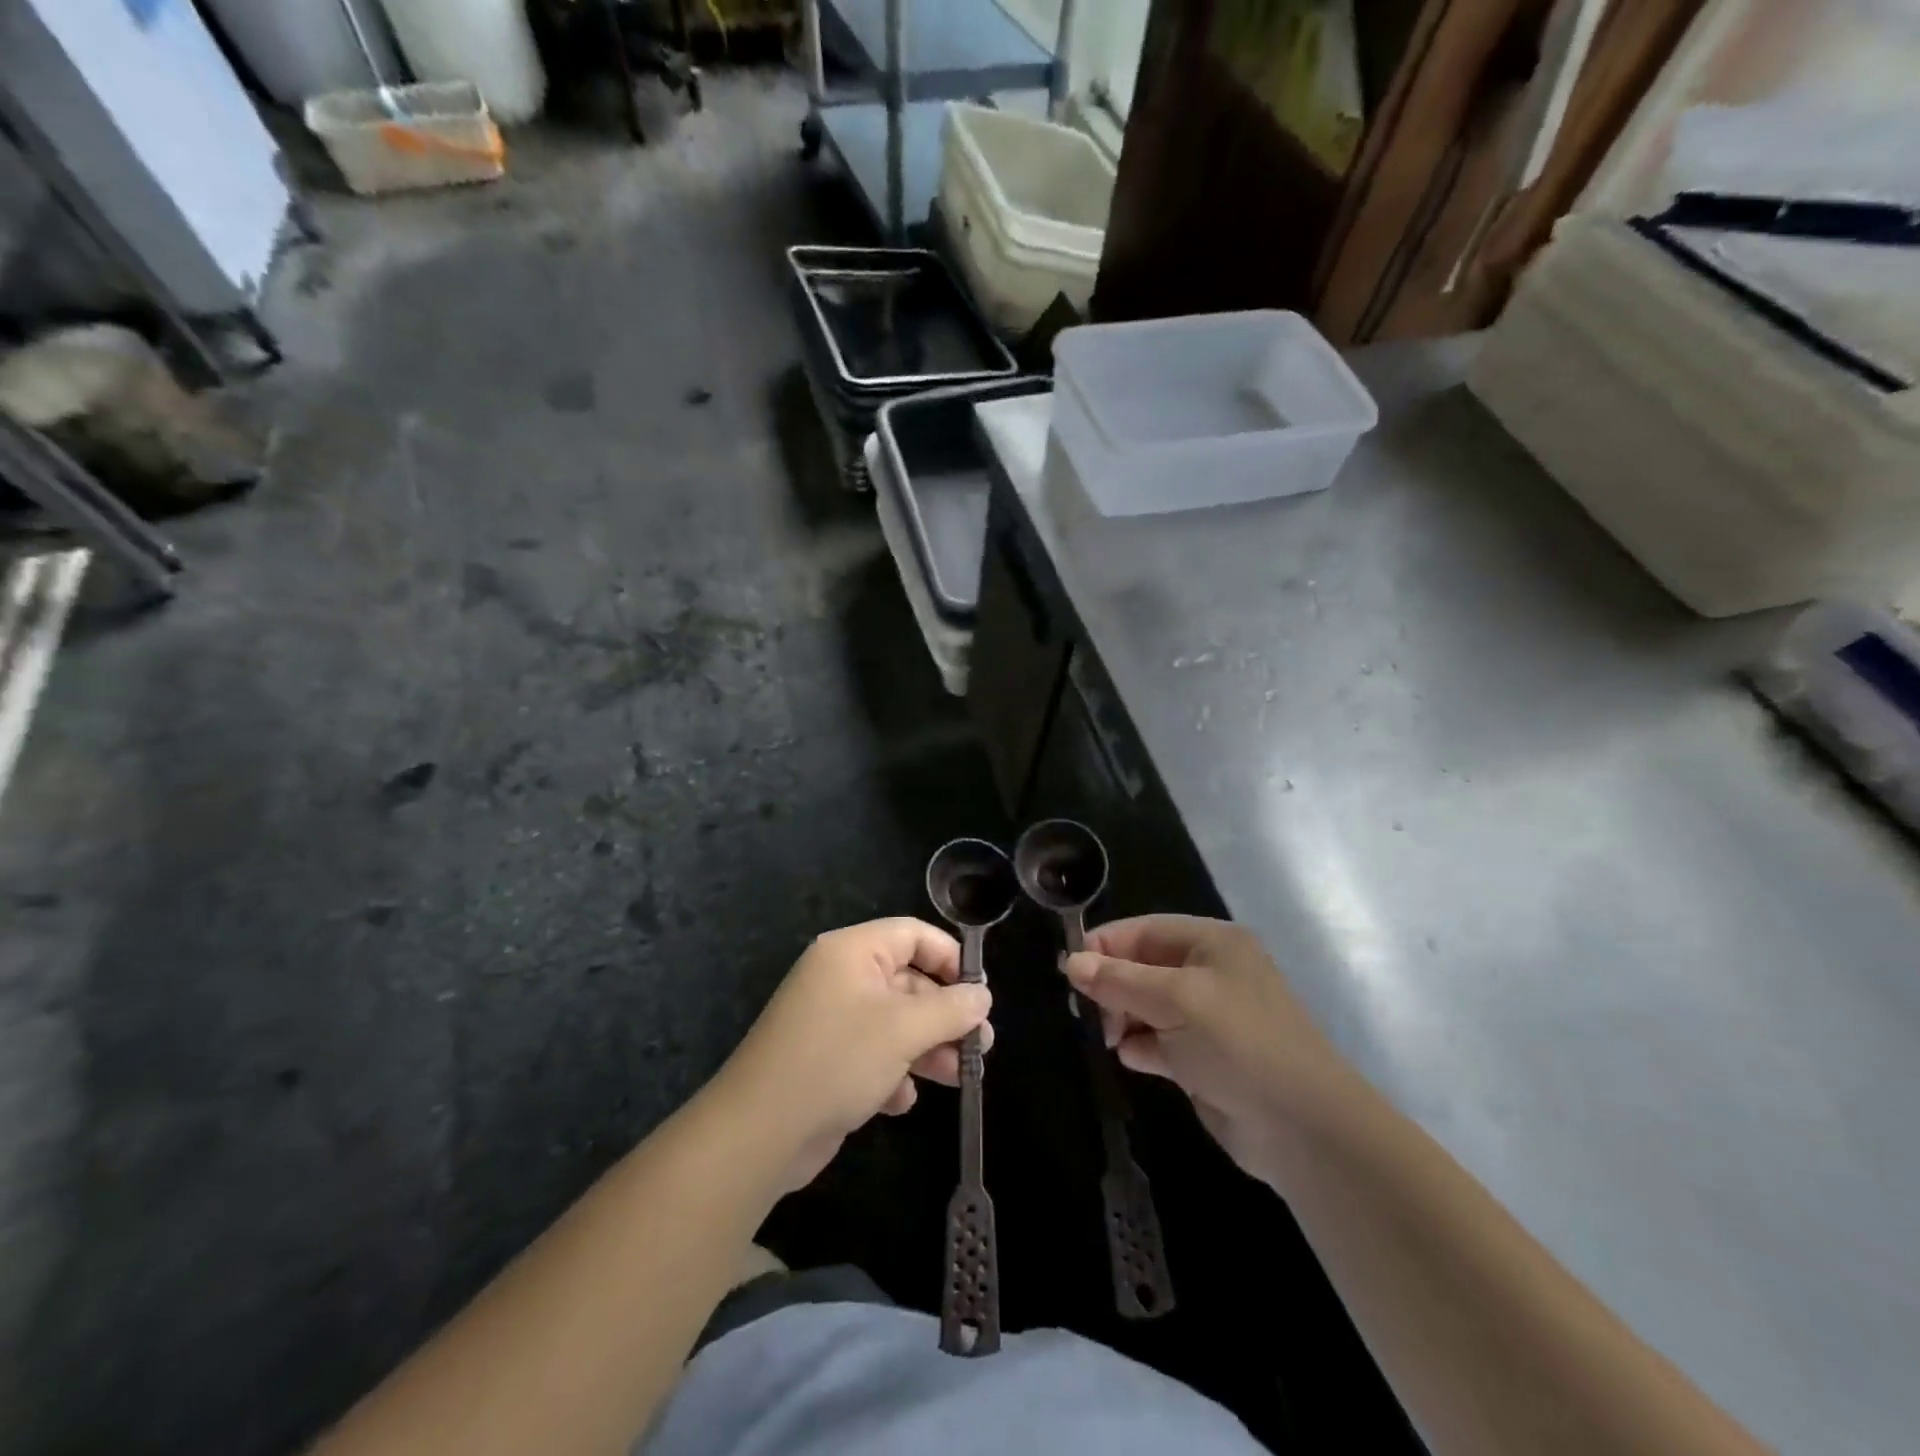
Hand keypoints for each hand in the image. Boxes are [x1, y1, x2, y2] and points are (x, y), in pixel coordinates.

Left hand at [717, 918, 993, 1190]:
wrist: (759, 1133)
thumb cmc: (836, 1061)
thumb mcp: (903, 1030)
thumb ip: (950, 1009)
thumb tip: (983, 995)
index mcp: (852, 952)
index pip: (912, 934)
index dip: (949, 958)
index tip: (978, 992)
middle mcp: (841, 978)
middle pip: (908, 981)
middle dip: (945, 1014)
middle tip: (980, 1046)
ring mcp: (832, 1020)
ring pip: (895, 1022)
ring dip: (928, 1047)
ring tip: (960, 1077)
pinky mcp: (827, 1060)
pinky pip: (872, 1054)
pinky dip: (892, 1072)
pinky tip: (900, 1100)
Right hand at [1064, 916, 1353, 1187]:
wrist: (1301, 1127)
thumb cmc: (1237, 1042)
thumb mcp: (1174, 1000)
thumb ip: (1119, 980)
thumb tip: (1071, 962)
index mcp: (1211, 943)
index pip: (1143, 930)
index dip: (1104, 946)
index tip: (1069, 970)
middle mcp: (1210, 973)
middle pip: (1142, 967)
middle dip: (1113, 986)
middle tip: (1089, 1012)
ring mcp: (1208, 1017)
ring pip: (1147, 1005)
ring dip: (1123, 1017)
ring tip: (1109, 1037)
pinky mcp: (1204, 1058)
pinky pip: (1159, 1041)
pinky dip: (1141, 1046)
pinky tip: (1131, 1058)